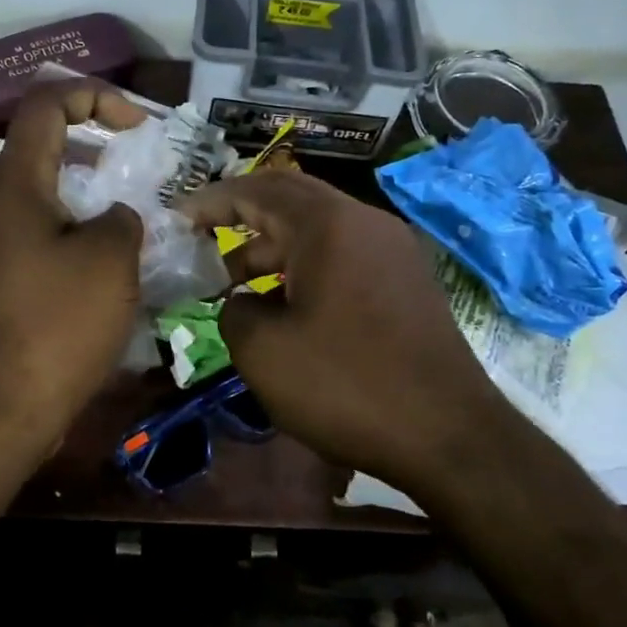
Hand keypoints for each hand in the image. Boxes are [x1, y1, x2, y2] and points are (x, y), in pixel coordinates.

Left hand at [0, 80, 146, 452]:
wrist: (1, 408)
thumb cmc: (58, 325)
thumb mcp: (111, 260)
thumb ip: (122, 217)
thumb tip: (114, 216)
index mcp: (15, 187)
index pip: (45, 105)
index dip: (95, 96)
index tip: (138, 127)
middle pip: (45, 150)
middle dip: (99, 150)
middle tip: (143, 173)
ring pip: (46, 198)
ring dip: (91, 198)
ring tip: (136, 223)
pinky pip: (41, 238)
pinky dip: (76, 235)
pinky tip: (110, 269)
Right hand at [179, 173, 499, 487]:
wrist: (449, 436)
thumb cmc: (347, 385)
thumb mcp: (263, 352)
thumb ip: (234, 311)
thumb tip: (241, 302)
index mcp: (328, 225)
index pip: (257, 190)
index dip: (211, 201)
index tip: (176, 218)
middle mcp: (365, 222)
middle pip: (290, 200)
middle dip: (241, 218)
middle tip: (202, 244)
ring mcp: (393, 251)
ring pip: (318, 231)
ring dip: (272, 249)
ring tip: (233, 286)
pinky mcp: (407, 282)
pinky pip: (343, 256)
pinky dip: (304, 269)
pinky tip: (285, 309)